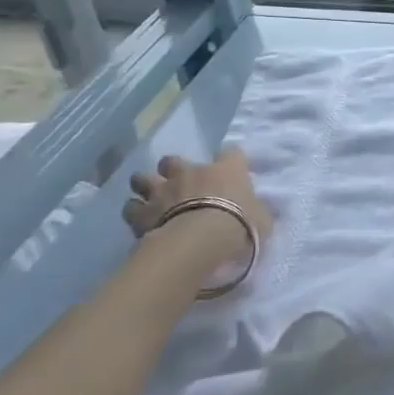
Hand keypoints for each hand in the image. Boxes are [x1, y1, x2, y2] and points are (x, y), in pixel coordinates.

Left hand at [123, 148, 273, 249]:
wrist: (200, 241)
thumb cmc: (239, 225)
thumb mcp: (262, 219)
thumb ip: (257, 210)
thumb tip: (257, 211)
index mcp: (226, 170)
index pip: (231, 153)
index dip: (230, 161)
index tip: (230, 173)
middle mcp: (191, 172)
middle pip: (173, 160)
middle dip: (172, 170)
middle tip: (179, 185)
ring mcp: (162, 190)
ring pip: (142, 178)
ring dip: (146, 187)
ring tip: (152, 199)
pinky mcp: (141, 212)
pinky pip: (131, 207)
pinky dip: (135, 212)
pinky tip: (141, 221)